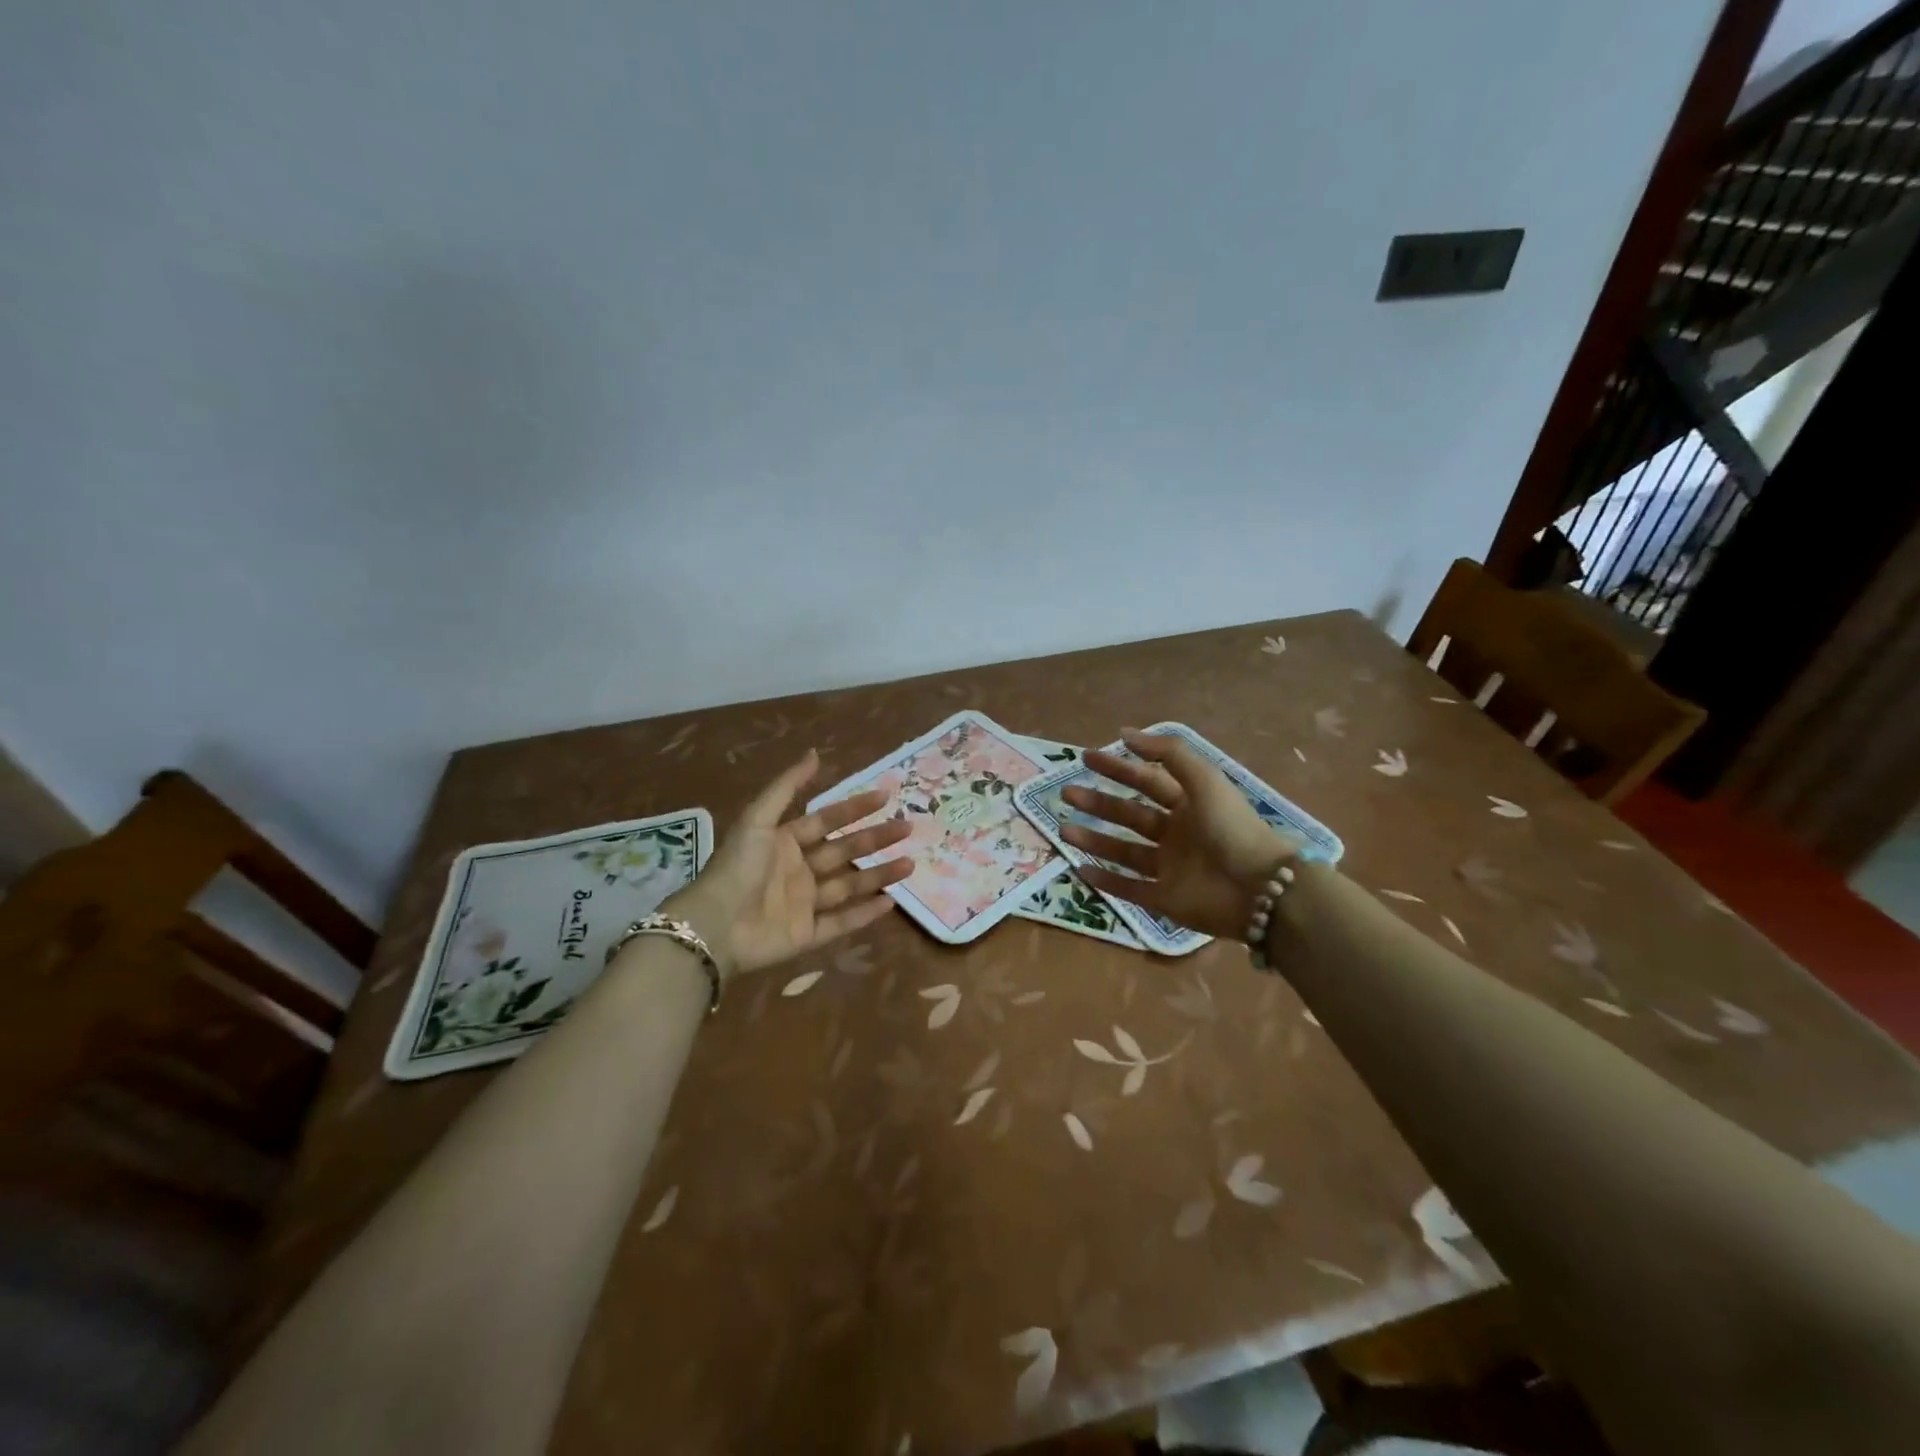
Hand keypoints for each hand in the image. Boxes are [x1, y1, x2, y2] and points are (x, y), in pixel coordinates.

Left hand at [662, 750, 912, 976]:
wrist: (715, 925)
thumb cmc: (738, 868)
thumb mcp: (758, 820)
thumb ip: (787, 787)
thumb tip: (815, 752)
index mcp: (784, 842)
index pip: (827, 821)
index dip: (855, 808)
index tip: (886, 796)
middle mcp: (797, 871)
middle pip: (844, 852)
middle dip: (876, 839)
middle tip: (908, 828)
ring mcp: (803, 904)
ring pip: (849, 887)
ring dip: (879, 875)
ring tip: (910, 864)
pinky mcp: (806, 936)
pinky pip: (841, 923)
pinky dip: (865, 914)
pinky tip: (890, 903)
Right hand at [1060, 730, 1292, 939]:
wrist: (1258, 888)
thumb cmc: (1231, 827)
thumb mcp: (1203, 779)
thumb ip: (1167, 754)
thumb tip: (1124, 733)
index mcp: (1189, 804)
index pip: (1147, 781)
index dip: (1118, 768)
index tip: (1087, 758)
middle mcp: (1177, 834)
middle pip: (1130, 815)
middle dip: (1098, 803)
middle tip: (1067, 793)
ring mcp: (1170, 868)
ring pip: (1124, 851)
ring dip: (1094, 839)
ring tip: (1063, 830)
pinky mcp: (1165, 899)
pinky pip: (1130, 889)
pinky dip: (1106, 881)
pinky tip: (1080, 869)